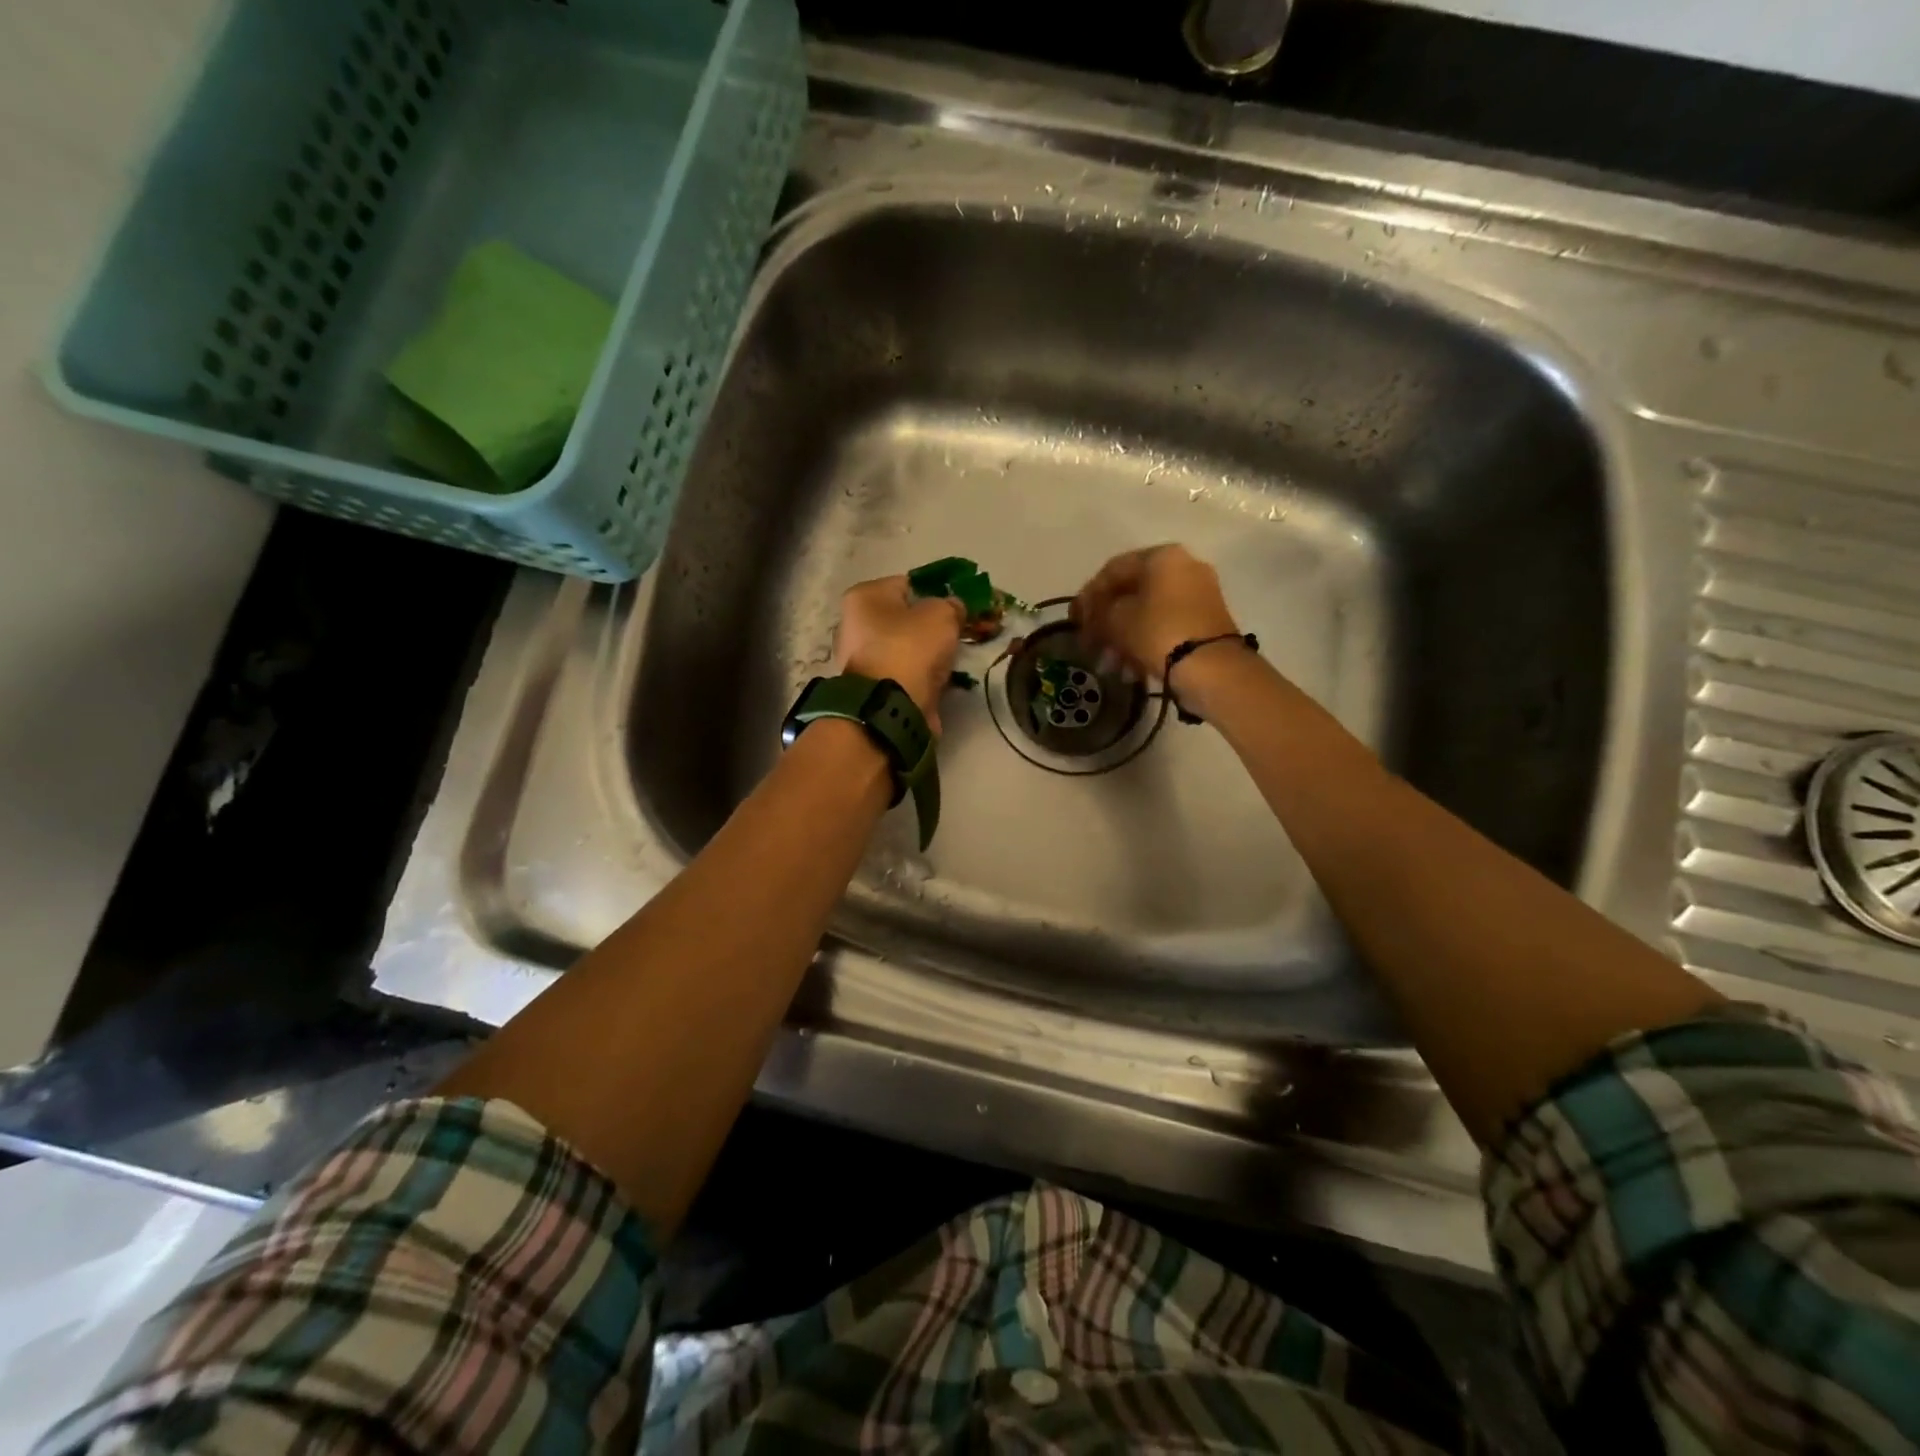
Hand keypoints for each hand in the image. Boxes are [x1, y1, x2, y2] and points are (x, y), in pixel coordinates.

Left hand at [834, 575, 965, 732]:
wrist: (892, 707)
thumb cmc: (911, 648)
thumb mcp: (942, 615)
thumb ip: (952, 605)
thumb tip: (953, 609)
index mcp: (864, 596)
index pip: (907, 585)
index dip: (936, 595)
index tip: (956, 610)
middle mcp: (853, 624)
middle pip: (903, 618)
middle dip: (929, 627)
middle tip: (955, 636)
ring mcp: (860, 659)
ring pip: (904, 648)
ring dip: (926, 655)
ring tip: (949, 662)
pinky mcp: (870, 687)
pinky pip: (903, 673)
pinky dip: (919, 677)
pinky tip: (937, 682)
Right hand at [1070, 545, 1240, 684]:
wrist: (1212, 667)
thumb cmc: (1158, 632)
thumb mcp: (1116, 620)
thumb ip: (1096, 612)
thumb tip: (1089, 614)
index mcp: (1162, 556)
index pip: (1113, 569)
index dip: (1088, 595)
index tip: (1074, 619)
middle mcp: (1184, 567)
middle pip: (1132, 592)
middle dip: (1106, 622)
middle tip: (1089, 645)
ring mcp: (1199, 594)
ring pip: (1148, 613)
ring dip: (1123, 638)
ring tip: (1109, 665)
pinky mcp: (1206, 621)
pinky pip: (1166, 626)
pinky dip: (1145, 643)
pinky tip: (1130, 669)